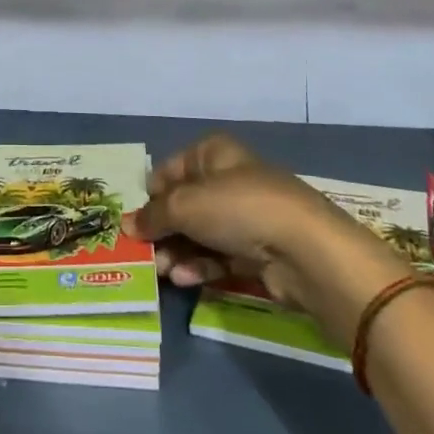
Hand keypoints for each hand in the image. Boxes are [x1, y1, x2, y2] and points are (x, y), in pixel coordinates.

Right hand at [126, 135, 410, 328]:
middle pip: (184, 204)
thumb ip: (153, 215)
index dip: (151, 194)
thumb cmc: (238, 209)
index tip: (135, 221)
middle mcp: (228, 179)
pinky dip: (200, 266)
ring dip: (177, 252)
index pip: (170, 169)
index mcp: (213, 154)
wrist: (304, 250)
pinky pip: (219, 256)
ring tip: (161, 272)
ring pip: (200, 233)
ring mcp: (245, 216)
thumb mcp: (185, 205)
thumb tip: (128, 225)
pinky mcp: (257, 252)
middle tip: (143, 254)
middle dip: (162, 230)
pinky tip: (183, 279)